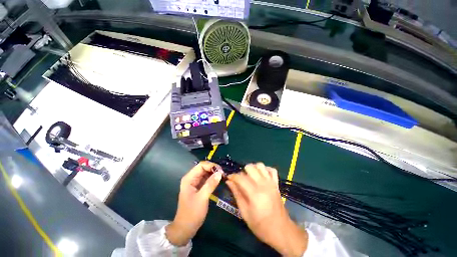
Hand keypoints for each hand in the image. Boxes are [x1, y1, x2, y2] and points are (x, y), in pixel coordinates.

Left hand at [166, 161, 222, 245]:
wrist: (185, 228)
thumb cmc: (192, 213)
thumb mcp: (202, 198)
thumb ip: (210, 184)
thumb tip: (220, 173)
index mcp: (189, 178)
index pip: (201, 165)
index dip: (211, 166)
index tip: (221, 171)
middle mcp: (191, 178)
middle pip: (204, 168)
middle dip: (214, 169)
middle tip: (223, 174)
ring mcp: (195, 182)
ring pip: (206, 173)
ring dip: (214, 173)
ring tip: (223, 176)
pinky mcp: (199, 187)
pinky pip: (207, 179)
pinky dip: (213, 178)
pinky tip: (219, 180)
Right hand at [226, 163, 307, 255]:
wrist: (281, 230)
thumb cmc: (260, 225)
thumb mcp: (245, 212)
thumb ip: (237, 194)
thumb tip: (229, 182)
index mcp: (254, 193)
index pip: (240, 178)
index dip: (233, 176)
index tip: (228, 178)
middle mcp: (263, 184)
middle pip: (250, 167)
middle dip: (242, 171)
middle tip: (240, 180)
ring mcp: (271, 182)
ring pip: (260, 165)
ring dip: (253, 168)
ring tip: (250, 177)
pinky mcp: (276, 183)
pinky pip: (271, 170)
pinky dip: (265, 170)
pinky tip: (261, 176)